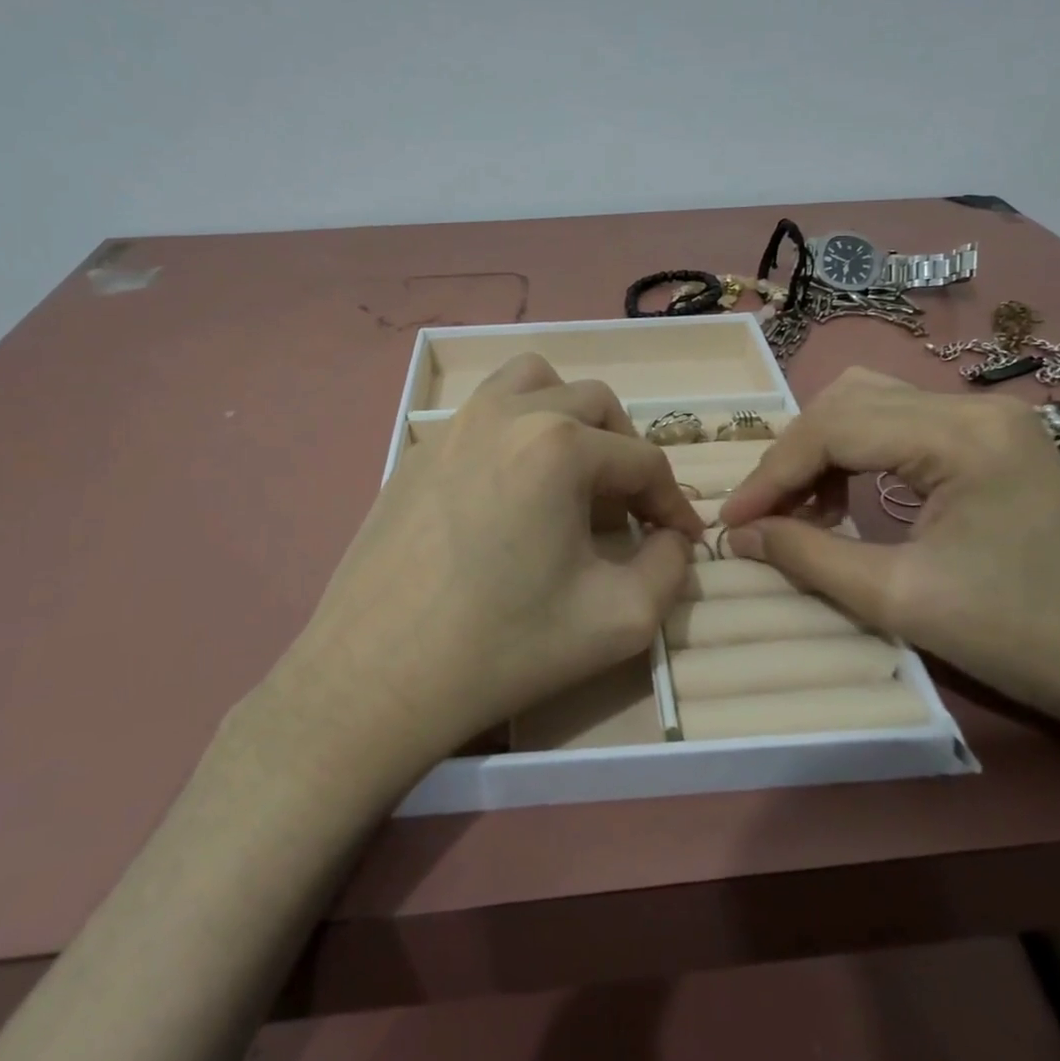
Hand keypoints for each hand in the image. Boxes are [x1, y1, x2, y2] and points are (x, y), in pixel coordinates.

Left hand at [264, 354, 703, 788]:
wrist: (377, 677)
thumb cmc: (504, 646)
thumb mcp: (619, 620)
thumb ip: (669, 569)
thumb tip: (671, 540)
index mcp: (560, 445)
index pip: (644, 459)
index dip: (673, 502)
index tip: (682, 540)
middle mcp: (508, 413)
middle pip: (596, 406)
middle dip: (626, 453)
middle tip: (627, 511)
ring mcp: (454, 424)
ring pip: (533, 383)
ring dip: (569, 418)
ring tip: (570, 476)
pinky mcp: (419, 449)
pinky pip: (483, 412)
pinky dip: (516, 430)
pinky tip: (509, 491)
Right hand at [719, 367, 1059, 746]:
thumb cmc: (1024, 636)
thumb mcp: (901, 599)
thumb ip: (809, 557)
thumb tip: (738, 538)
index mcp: (960, 435)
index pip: (835, 428)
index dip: (773, 473)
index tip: (732, 522)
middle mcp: (973, 407)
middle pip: (849, 400)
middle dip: (795, 455)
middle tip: (765, 512)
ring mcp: (987, 419)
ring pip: (872, 404)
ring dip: (823, 449)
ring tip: (801, 508)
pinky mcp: (992, 440)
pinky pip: (902, 426)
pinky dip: (858, 454)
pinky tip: (847, 499)